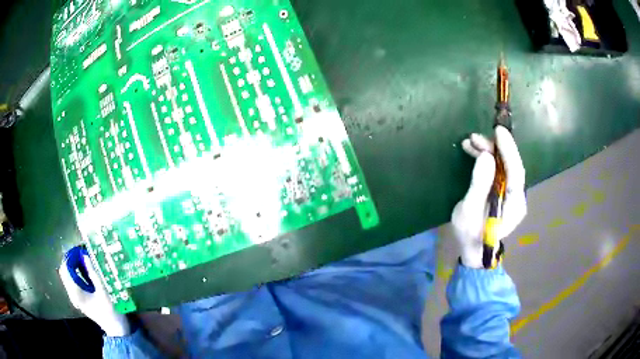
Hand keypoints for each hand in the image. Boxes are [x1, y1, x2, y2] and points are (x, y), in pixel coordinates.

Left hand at [59, 253, 130, 336]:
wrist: (117, 329)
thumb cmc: (111, 311)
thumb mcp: (104, 291)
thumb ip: (93, 273)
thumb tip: (85, 255)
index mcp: (75, 293)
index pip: (65, 268)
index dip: (71, 256)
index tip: (80, 249)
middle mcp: (72, 294)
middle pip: (65, 270)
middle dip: (72, 259)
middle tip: (84, 252)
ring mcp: (75, 296)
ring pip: (69, 274)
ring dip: (75, 265)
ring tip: (86, 259)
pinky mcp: (79, 297)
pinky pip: (73, 280)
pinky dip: (77, 272)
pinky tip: (87, 270)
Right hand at [451, 126, 526, 268]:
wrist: (474, 251)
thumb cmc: (470, 235)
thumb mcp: (469, 211)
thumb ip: (479, 185)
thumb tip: (486, 157)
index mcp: (514, 203)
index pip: (516, 171)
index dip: (508, 149)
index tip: (498, 131)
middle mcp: (517, 196)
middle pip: (510, 166)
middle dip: (495, 148)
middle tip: (475, 138)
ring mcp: (511, 194)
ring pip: (504, 166)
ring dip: (489, 152)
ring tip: (470, 142)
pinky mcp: (504, 192)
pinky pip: (499, 171)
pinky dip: (487, 160)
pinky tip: (474, 152)